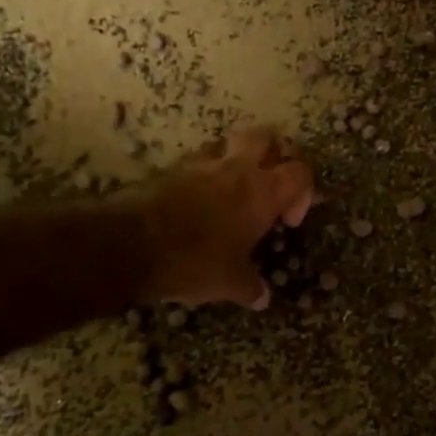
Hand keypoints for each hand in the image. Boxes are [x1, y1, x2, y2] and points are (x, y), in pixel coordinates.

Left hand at [134, 127, 314, 307]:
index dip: (303, 191)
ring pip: (231, 142)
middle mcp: (237, 169)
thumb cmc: (195, 261)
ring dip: (240, 157)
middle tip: (273, 182)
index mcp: (262, 193)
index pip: (300, 171)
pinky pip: (200, 159)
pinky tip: (202, 198)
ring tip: (236, 188)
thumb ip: (250, 287)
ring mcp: (203, 164)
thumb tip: (262, 297)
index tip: (287, 221)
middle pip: (268, 137)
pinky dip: (208, 172)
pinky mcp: (173, 168)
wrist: (132, 244)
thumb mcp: (229, 283)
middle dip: (277, 154)